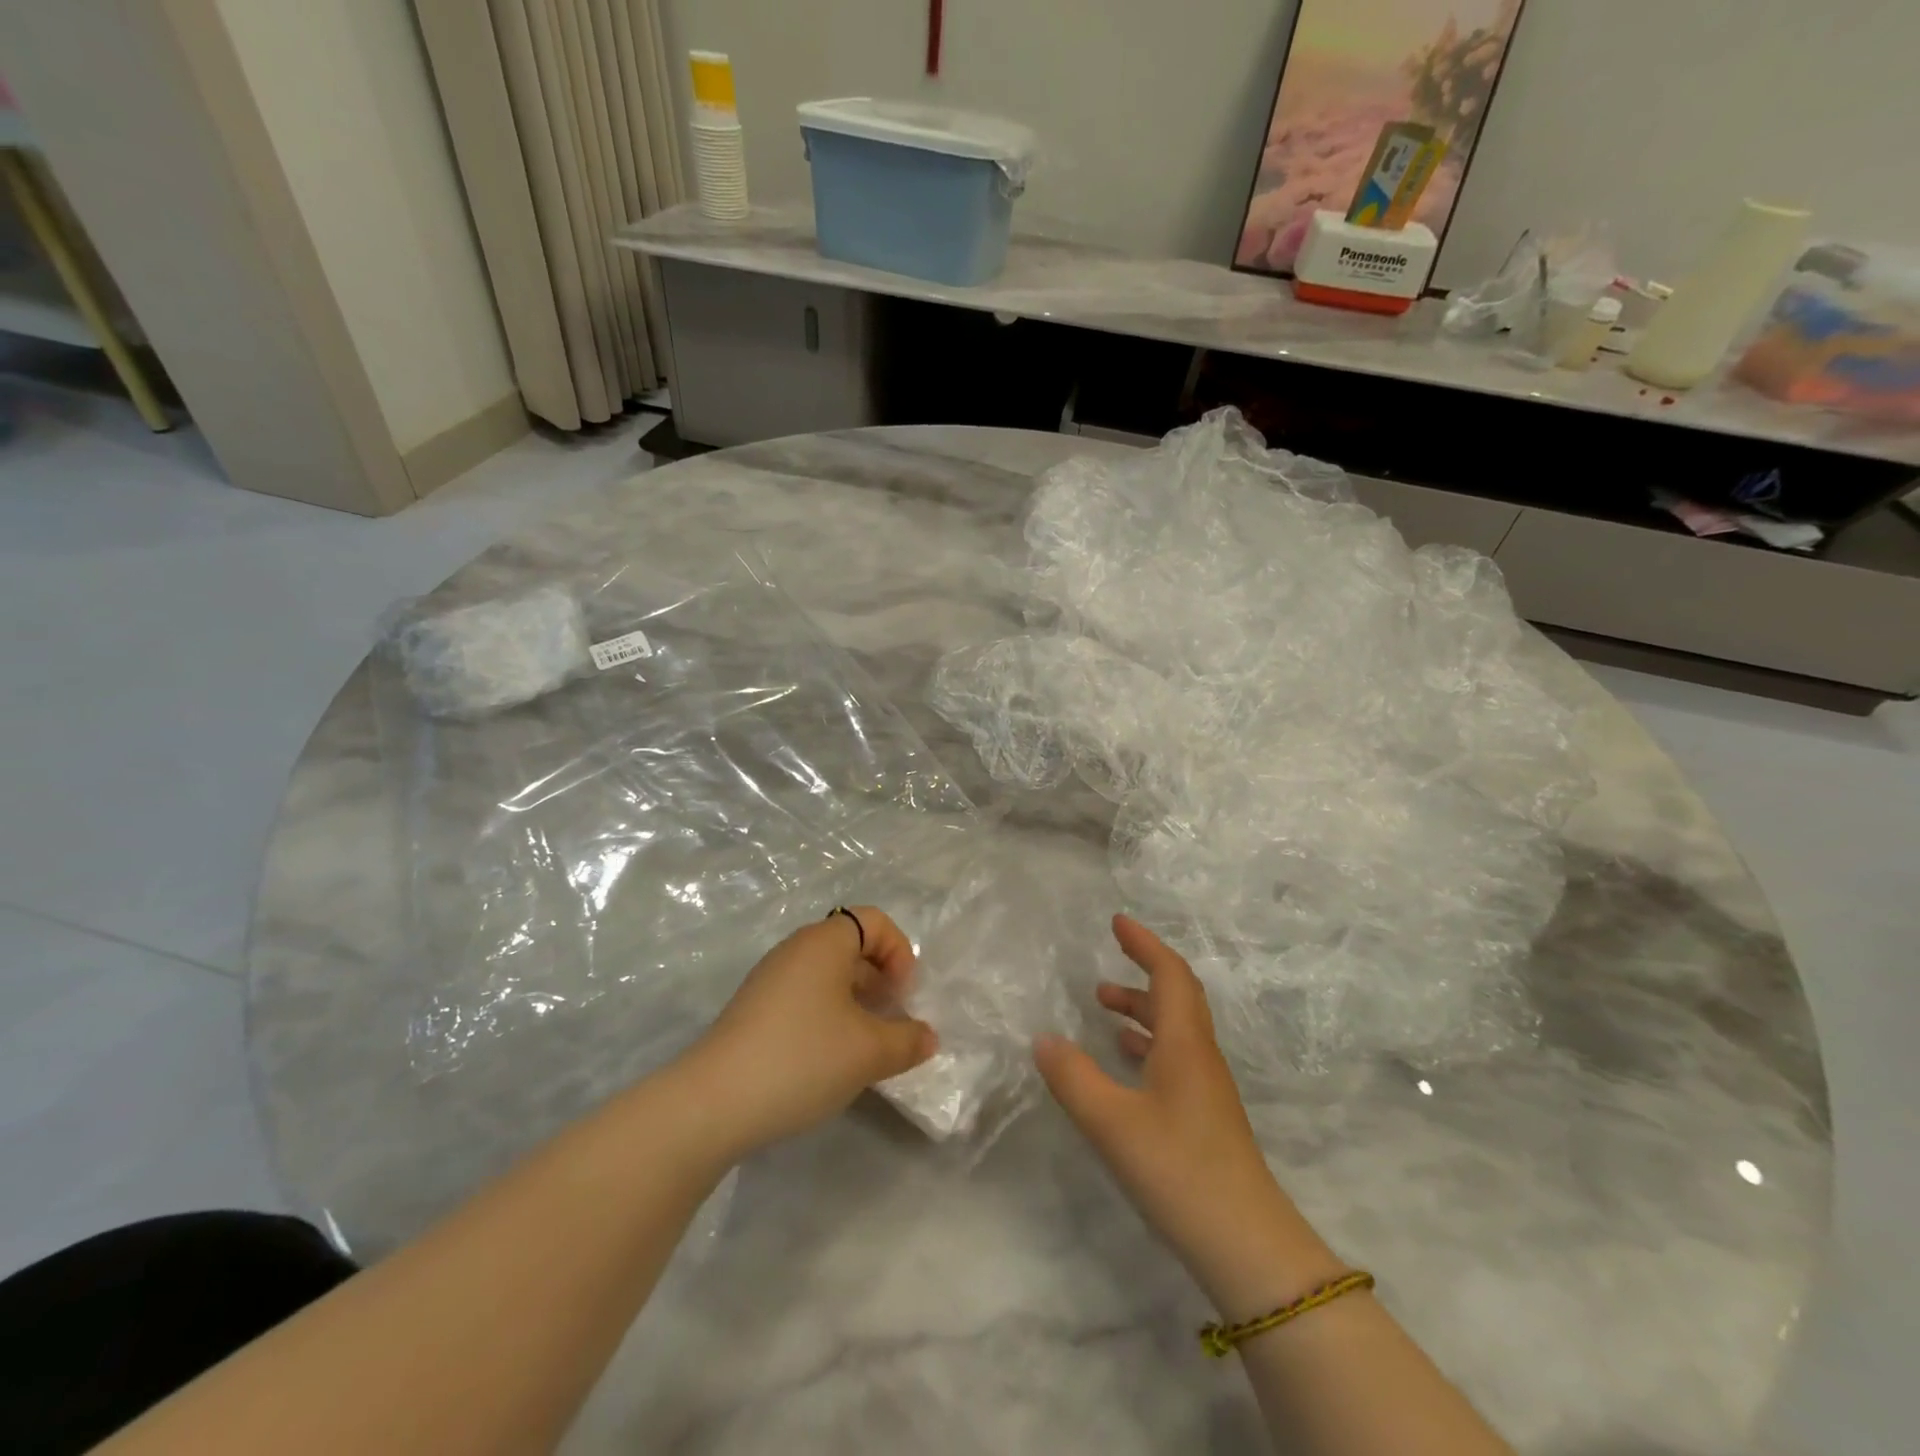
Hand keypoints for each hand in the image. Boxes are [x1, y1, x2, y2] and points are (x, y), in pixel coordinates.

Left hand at [686, 907, 937, 1157]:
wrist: (713, 1103)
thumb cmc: (802, 1058)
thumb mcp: (869, 1052)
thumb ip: (907, 1040)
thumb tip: (927, 1036)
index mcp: (824, 942)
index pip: (874, 920)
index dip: (899, 951)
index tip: (902, 995)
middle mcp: (795, 950)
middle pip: (851, 946)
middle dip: (880, 979)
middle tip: (891, 1020)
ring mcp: (770, 980)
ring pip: (827, 976)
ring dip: (855, 1002)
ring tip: (865, 1046)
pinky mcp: (754, 1011)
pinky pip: (804, 998)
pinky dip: (828, 1017)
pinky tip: (830, 1060)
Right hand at [1035, 915, 1343, 1317]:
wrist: (1247, 1246)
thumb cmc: (1178, 1170)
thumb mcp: (1111, 1122)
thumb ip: (1073, 1077)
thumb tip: (1042, 1038)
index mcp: (1184, 1043)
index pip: (1169, 974)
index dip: (1145, 944)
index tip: (1117, 922)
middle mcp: (1199, 1056)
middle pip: (1176, 997)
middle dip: (1142, 973)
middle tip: (1104, 967)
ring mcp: (1205, 1088)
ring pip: (1174, 1030)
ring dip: (1141, 1011)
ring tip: (1103, 1010)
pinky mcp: (1204, 1117)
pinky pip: (1174, 1058)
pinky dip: (1147, 1044)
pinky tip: (1124, 1062)